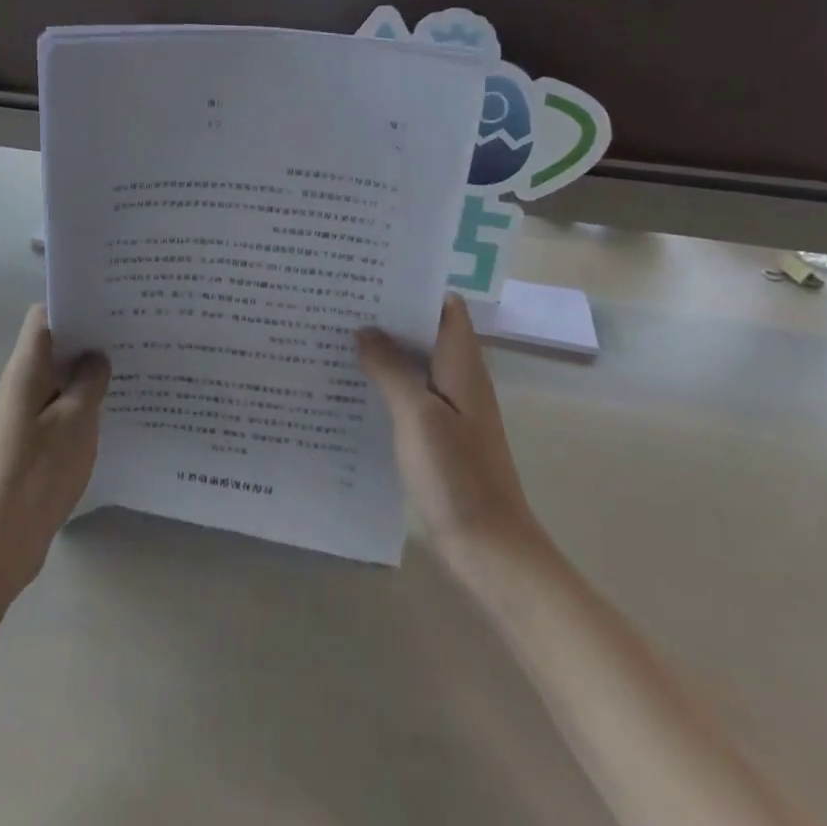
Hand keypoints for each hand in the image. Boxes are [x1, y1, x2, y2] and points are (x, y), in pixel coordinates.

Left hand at [0, 305, 110, 598]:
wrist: (2, 537)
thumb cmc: (40, 471)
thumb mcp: (77, 420)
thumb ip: (89, 381)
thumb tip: (95, 356)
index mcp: (25, 369)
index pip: (43, 317)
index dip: (73, 306)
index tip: (108, 308)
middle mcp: (17, 383)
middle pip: (51, 345)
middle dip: (86, 339)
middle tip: (128, 339)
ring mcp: (19, 412)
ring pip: (54, 377)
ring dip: (84, 373)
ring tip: (126, 372)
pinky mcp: (26, 439)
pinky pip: (54, 405)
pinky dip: (77, 401)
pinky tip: (106, 412)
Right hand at [357, 295, 546, 585]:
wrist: (490, 548)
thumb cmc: (457, 476)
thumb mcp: (417, 415)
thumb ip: (391, 369)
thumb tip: (365, 331)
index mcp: (463, 365)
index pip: (444, 307)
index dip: (412, 287)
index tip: (369, 277)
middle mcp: (460, 379)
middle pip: (426, 331)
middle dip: (388, 315)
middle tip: (339, 303)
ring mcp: (451, 408)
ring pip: (415, 362)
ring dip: (383, 349)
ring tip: (336, 335)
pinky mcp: (439, 433)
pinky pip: (410, 392)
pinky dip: (385, 381)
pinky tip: (352, 385)